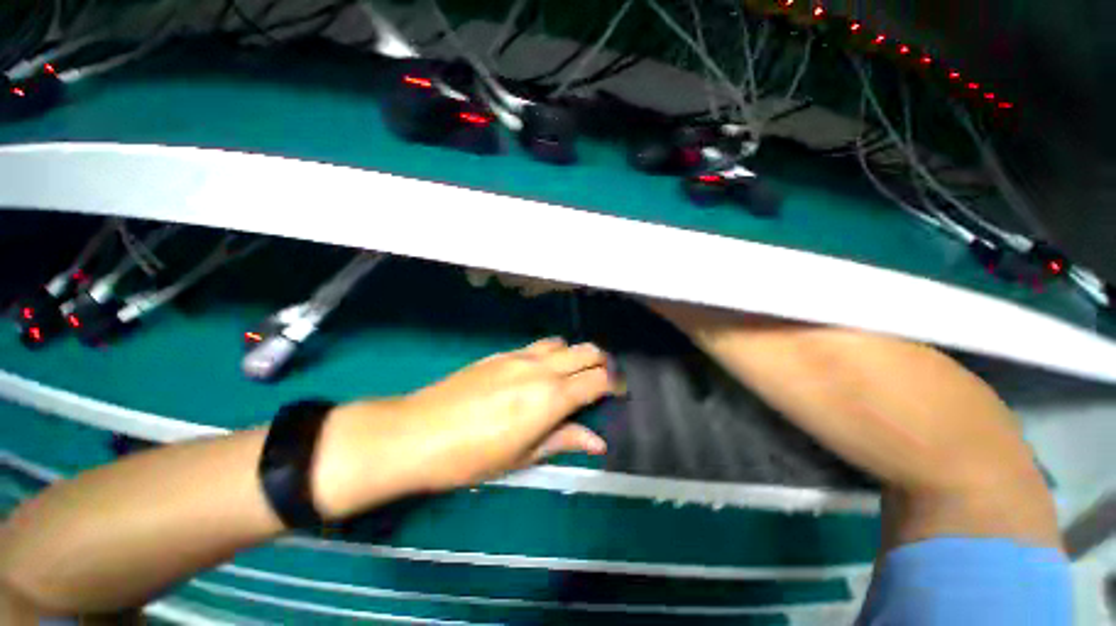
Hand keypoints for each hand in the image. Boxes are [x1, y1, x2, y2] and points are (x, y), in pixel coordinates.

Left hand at [314, 338, 616, 516]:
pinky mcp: (501, 353)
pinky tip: (542, 371)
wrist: (418, 432)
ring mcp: (519, 356)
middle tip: (604, 380)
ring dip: (575, 354)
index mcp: (550, 397)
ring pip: (562, 343)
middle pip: (586, 351)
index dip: (615, 383)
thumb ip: (564, 440)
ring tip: (573, 374)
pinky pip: (538, 345)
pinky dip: (552, 353)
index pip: (598, 379)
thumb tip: (597, 441)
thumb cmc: (472, 456)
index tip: (620, 393)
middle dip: (603, 362)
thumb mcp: (523, 456)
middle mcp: (540, 368)